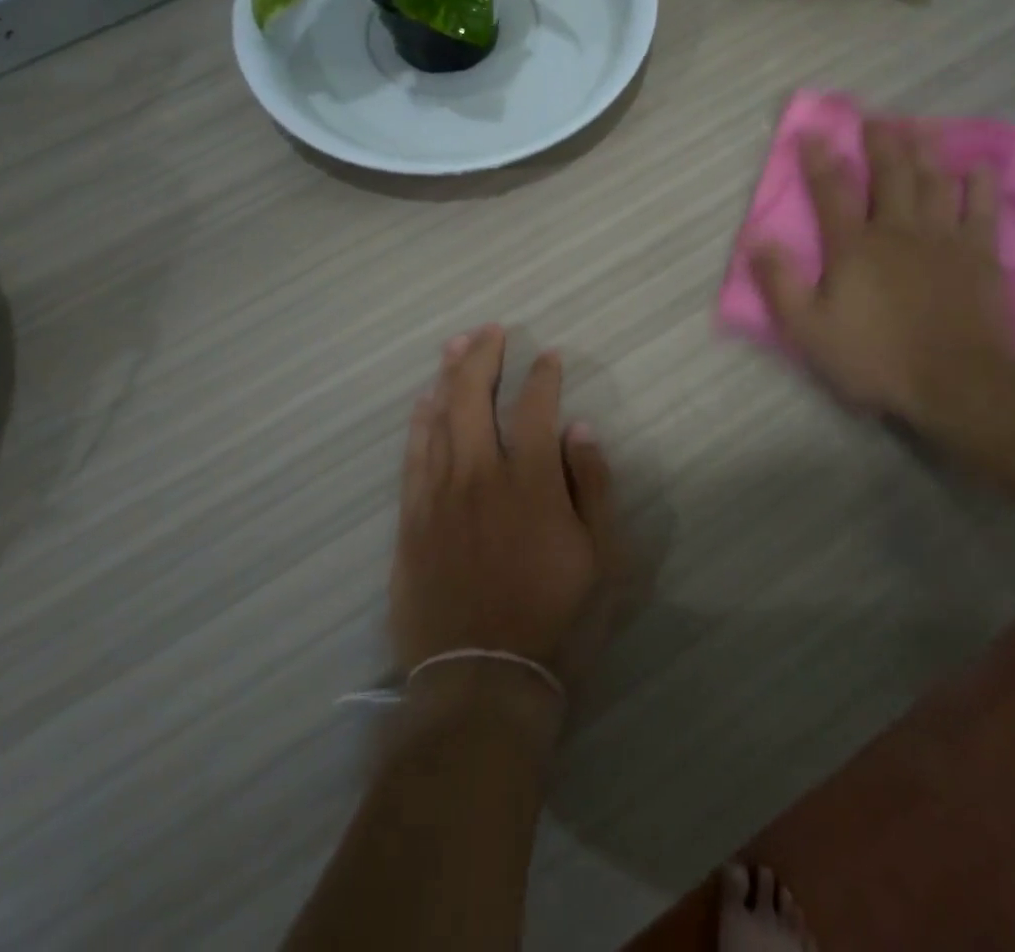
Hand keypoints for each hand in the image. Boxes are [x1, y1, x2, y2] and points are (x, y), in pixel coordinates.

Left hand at [390, 325, 614, 695]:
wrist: (481, 683)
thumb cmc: (555, 622)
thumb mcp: (603, 560)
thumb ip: (592, 487)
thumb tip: (579, 429)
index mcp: (532, 483)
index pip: (534, 408)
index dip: (542, 376)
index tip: (548, 356)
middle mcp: (481, 476)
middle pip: (474, 397)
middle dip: (484, 356)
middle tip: (491, 330)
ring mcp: (439, 495)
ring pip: (439, 417)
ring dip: (448, 375)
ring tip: (456, 344)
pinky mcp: (412, 518)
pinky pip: (413, 454)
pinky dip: (419, 420)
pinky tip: (425, 400)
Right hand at [753, 120, 1013, 420]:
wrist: (957, 383)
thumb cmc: (875, 358)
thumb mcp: (809, 330)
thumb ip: (781, 284)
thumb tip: (757, 241)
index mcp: (853, 247)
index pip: (831, 192)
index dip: (819, 160)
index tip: (812, 132)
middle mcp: (897, 231)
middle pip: (889, 175)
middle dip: (880, 143)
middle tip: (875, 118)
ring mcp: (943, 240)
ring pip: (934, 183)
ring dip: (925, 153)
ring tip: (920, 128)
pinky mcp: (980, 257)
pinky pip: (981, 211)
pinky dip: (979, 186)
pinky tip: (977, 168)